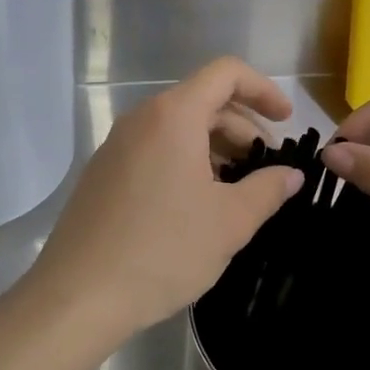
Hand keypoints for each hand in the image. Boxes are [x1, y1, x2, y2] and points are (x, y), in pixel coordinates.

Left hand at [26, 58, 302, 349]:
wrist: (79, 295)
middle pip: (202, 101)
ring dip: (215, 148)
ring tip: (237, 190)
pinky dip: (186, 162)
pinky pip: (154, 150)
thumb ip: (268, 189)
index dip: (263, 90)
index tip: (286, 122)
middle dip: (242, 128)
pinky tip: (197, 204)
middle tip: (266, 168)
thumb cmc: (164, 250)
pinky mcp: (103, 173)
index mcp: (173, 116)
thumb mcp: (229, 222)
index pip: (225, 73)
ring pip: (177, 128)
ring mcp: (116, 145)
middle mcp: (141, 119)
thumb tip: (291, 175)